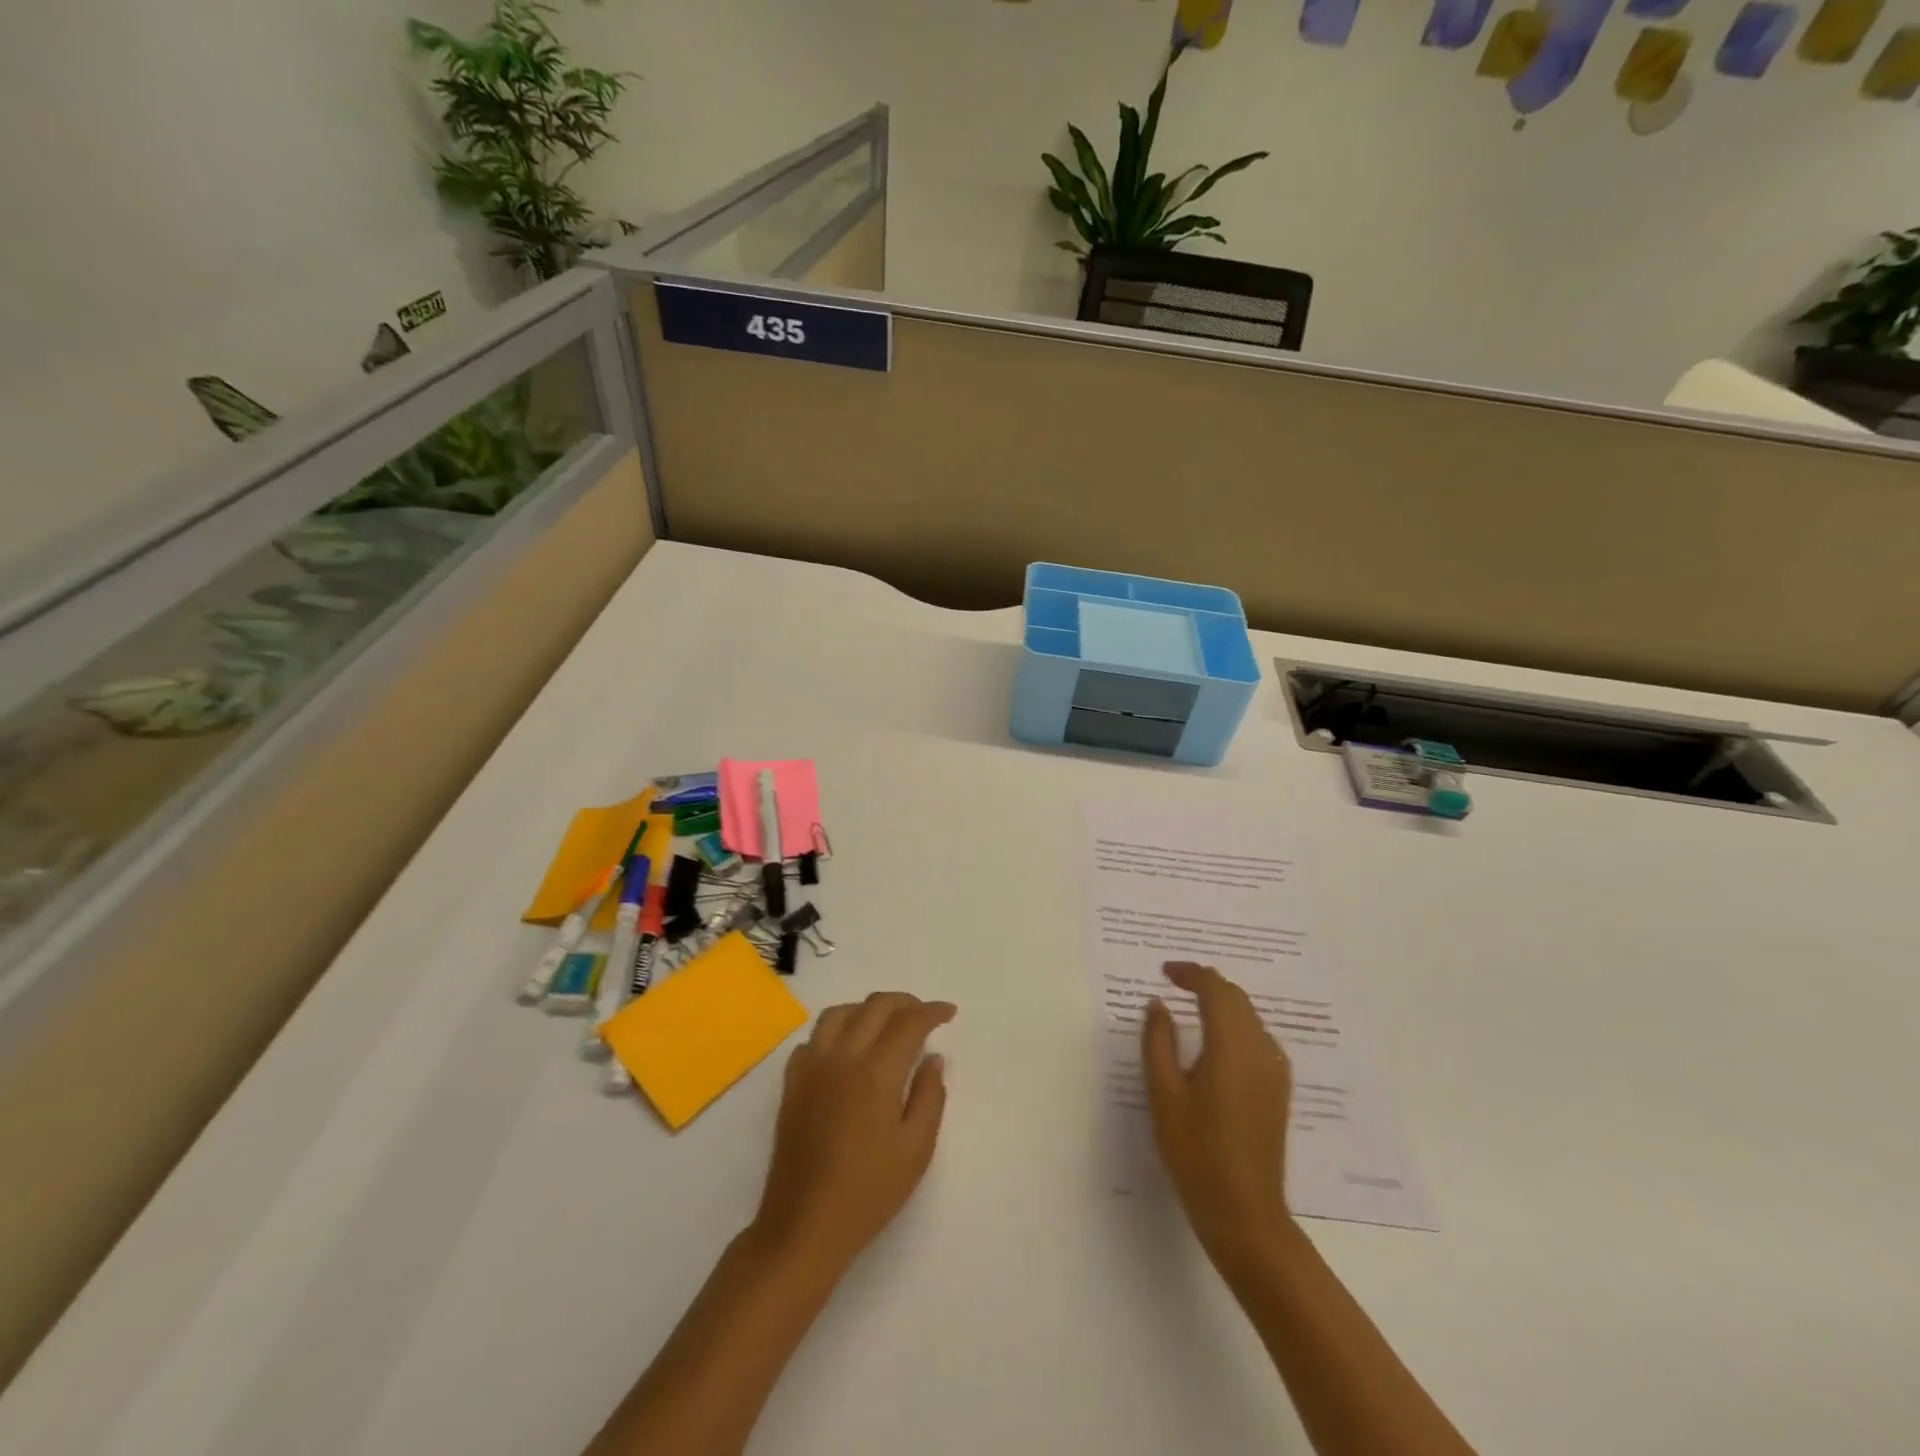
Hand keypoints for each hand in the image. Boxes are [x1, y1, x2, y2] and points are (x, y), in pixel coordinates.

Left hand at [751, 992, 954, 1274]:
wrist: (804, 1226)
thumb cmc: (868, 1192)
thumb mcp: (916, 1150)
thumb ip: (929, 1096)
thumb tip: (932, 1058)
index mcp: (876, 1072)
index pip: (908, 1022)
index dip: (932, 1011)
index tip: (948, 1013)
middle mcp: (842, 1057)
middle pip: (874, 1006)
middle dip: (904, 1002)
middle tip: (923, 1016)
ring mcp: (811, 1067)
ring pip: (839, 1012)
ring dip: (867, 1009)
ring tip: (885, 1025)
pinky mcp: (791, 1083)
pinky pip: (813, 1038)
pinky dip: (835, 1031)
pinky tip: (846, 1051)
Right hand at [1142, 961, 1292, 1268]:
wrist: (1246, 1214)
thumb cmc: (1196, 1153)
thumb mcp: (1164, 1095)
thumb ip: (1158, 1042)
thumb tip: (1158, 1004)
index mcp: (1232, 1046)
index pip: (1216, 989)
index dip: (1191, 973)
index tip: (1164, 972)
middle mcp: (1261, 1050)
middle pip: (1237, 998)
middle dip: (1206, 983)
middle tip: (1174, 982)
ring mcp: (1275, 1071)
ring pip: (1249, 1017)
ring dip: (1222, 1003)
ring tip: (1190, 1005)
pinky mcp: (1278, 1089)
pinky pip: (1257, 1039)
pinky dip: (1234, 1025)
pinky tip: (1214, 1041)